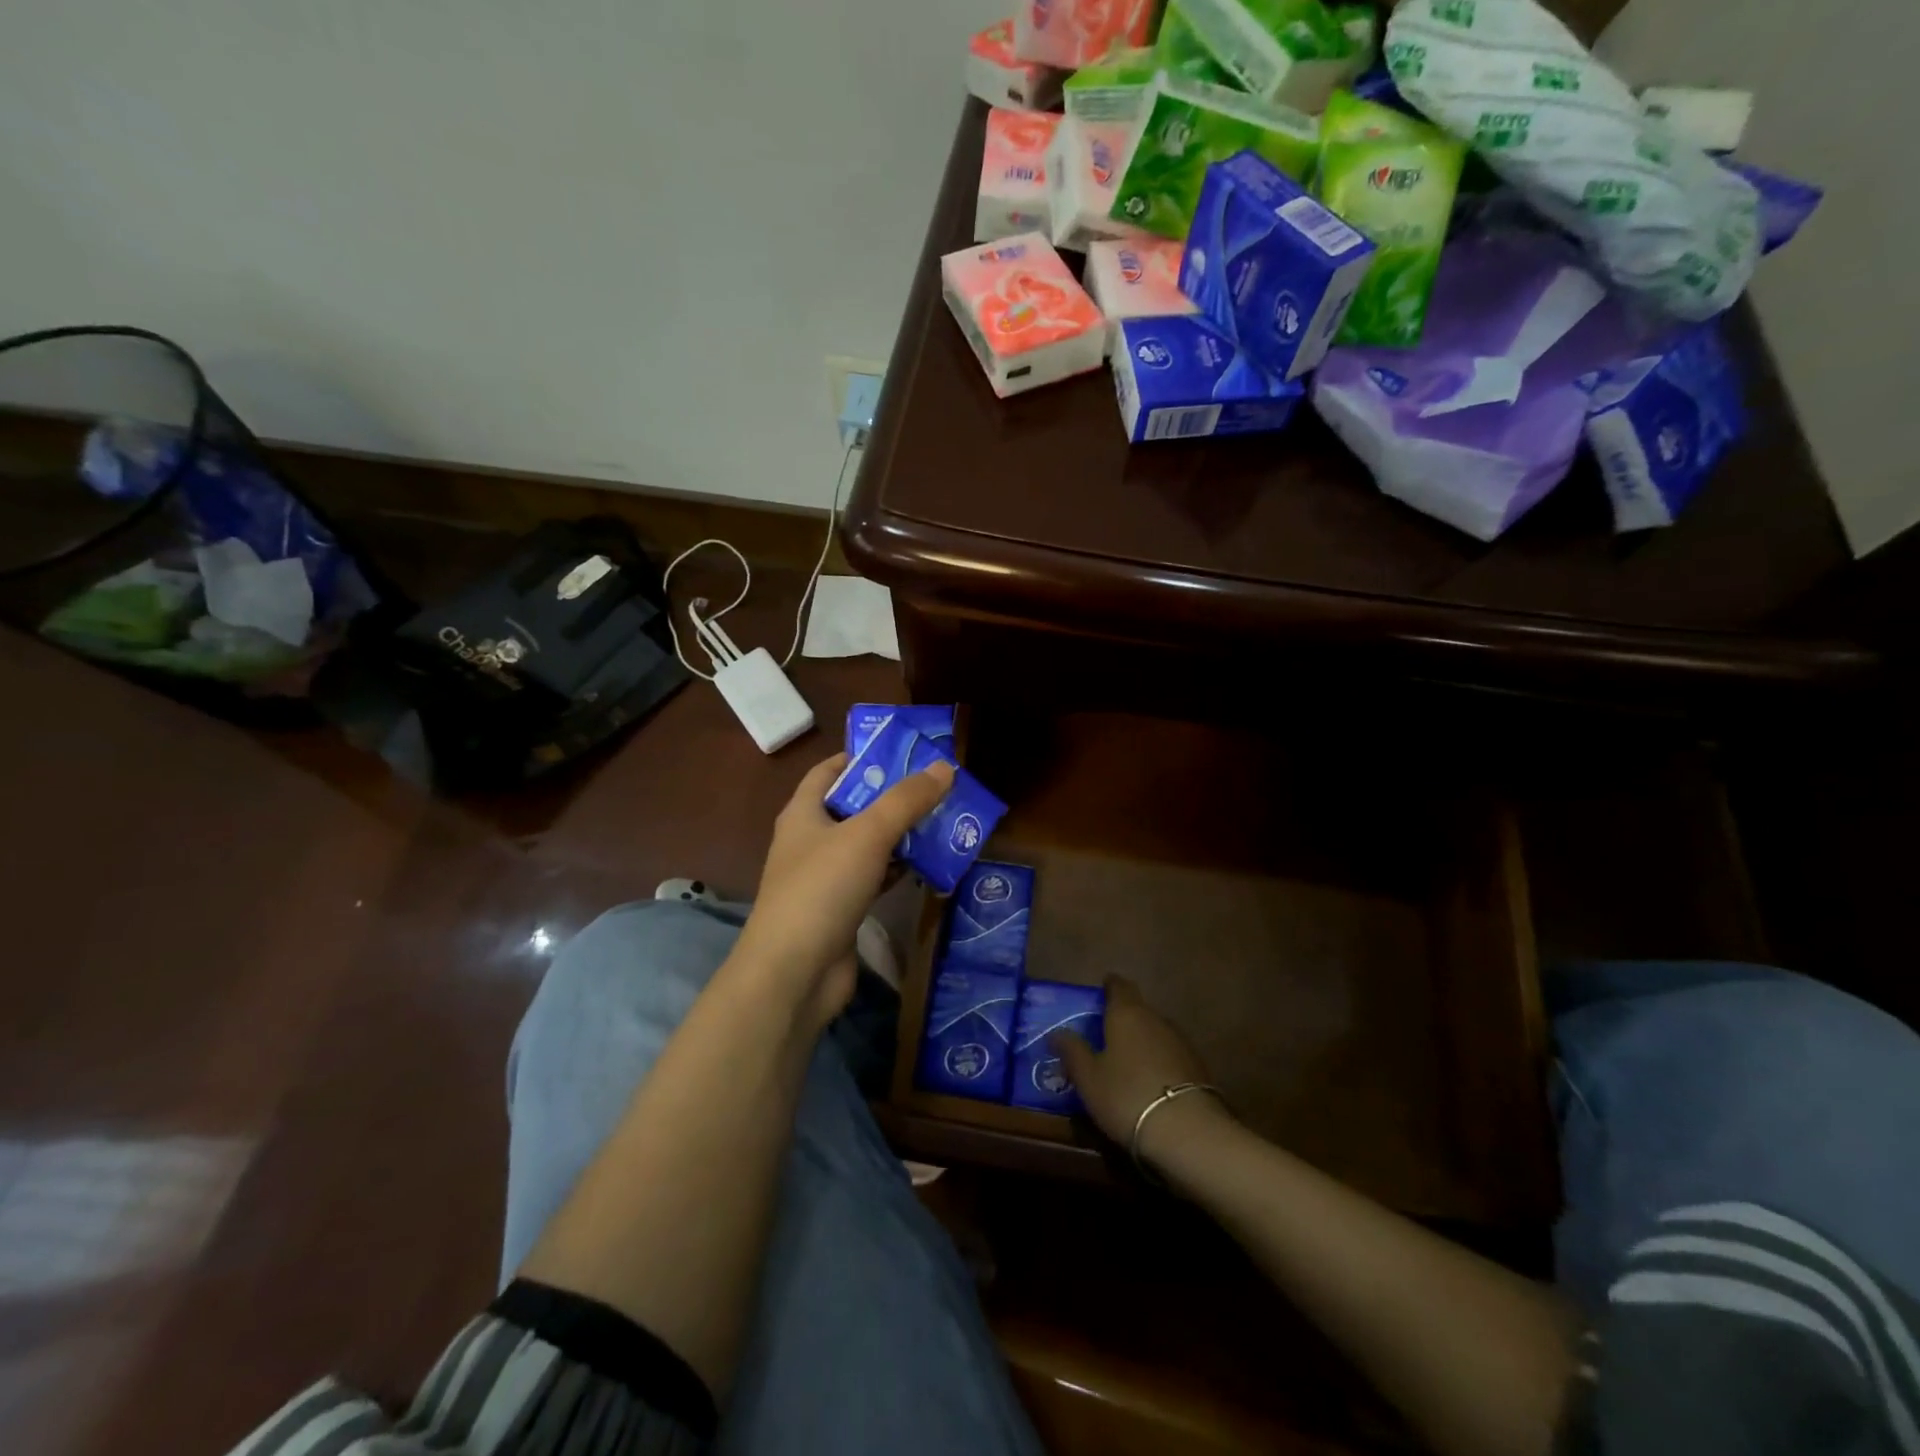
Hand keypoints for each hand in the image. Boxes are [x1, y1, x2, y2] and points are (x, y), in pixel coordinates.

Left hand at [731, 752, 955, 1028]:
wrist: (794, 973)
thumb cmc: (822, 889)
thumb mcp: (867, 835)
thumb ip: (906, 800)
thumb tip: (944, 767)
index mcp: (803, 813)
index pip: (829, 770)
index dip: (861, 756)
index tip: (902, 751)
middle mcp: (811, 840)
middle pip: (854, 806)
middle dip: (892, 796)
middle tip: (936, 786)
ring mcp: (825, 877)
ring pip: (868, 844)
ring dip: (900, 834)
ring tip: (943, 820)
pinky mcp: (841, 908)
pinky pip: (874, 877)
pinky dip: (897, 869)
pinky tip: (928, 864)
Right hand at [1051, 975, 1226, 1170]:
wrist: (1188, 1132)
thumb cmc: (1126, 1095)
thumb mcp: (1088, 1077)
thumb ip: (1072, 1050)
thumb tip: (1056, 1032)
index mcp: (1127, 1013)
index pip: (1119, 986)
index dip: (1109, 986)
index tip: (1100, 991)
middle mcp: (1155, 1019)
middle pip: (1137, 1010)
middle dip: (1122, 1019)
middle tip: (1104, 1036)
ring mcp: (1180, 1043)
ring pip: (1154, 1033)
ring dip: (1140, 1042)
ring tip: (1124, 1063)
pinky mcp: (1197, 1068)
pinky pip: (1169, 1056)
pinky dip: (1157, 1062)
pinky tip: (1148, 1083)